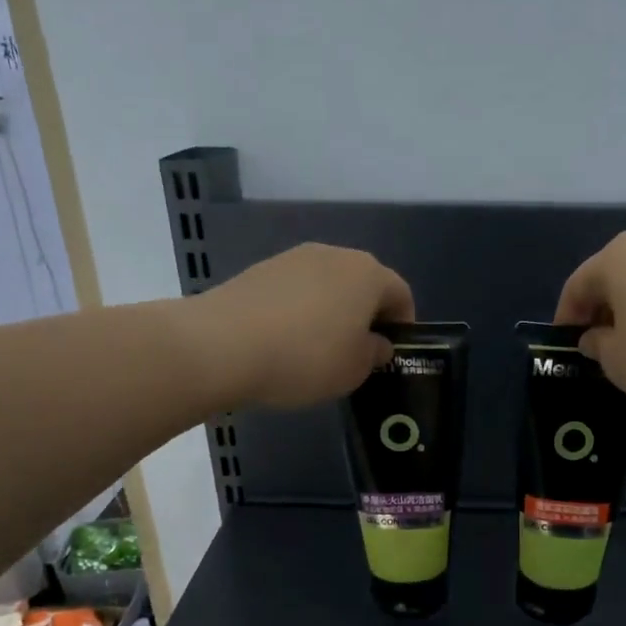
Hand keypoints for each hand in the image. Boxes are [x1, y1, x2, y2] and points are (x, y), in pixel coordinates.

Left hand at [186, 243, 415, 407]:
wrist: (222, 345)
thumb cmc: (306, 358)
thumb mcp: (354, 370)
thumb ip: (375, 354)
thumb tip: (376, 343)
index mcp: (368, 274)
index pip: (401, 294)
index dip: (403, 325)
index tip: (391, 355)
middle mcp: (334, 255)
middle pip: (363, 284)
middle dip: (366, 316)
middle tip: (357, 354)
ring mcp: (293, 258)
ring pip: (327, 286)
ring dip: (332, 313)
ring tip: (318, 351)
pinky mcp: (260, 270)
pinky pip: (295, 292)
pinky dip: (300, 312)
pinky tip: (285, 343)